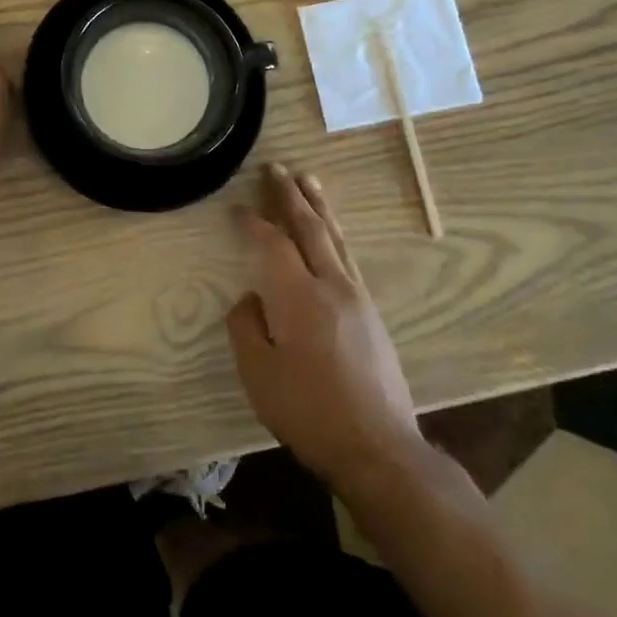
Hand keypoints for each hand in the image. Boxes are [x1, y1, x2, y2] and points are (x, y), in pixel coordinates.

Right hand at [226, 164, 424, 496]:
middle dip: (290, 196)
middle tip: (276, 168)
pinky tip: (332, 235)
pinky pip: (349, 258)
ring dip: (319, 207)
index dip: (254, 222)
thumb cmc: (309, 411)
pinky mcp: (371, 314)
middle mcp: (331, 285)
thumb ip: (246, 327)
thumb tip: (250, 299)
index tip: (238, 207)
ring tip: (308, 181)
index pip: (273, 244)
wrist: (378, 448)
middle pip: (309, 228)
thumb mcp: (259, 374)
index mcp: (298, 296)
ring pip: (335, 239)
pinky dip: (335, 235)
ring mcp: (357, 297)